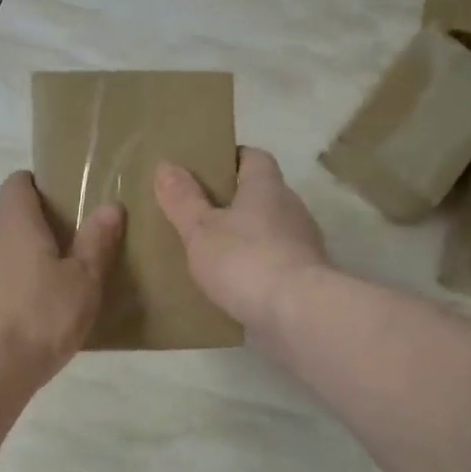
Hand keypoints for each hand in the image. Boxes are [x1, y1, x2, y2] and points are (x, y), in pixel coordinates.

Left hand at [0, 171, 123, 392]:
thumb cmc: (40, 320)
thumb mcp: (83, 283)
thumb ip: (96, 243)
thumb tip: (110, 205)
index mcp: (15, 226)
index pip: (16, 185)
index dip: (33, 184)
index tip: (53, 198)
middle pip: (9, 226)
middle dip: (34, 238)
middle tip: (65, 262)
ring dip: (17, 271)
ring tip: (45, 302)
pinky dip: (1, 299)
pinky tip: (20, 329)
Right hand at [154, 148, 328, 334]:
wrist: (297, 314)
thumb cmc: (245, 260)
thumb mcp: (201, 229)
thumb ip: (183, 199)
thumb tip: (166, 165)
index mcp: (267, 187)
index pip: (253, 157)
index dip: (229, 158)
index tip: (203, 169)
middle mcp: (291, 209)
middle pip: (261, 194)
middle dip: (232, 201)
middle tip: (197, 213)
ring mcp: (302, 245)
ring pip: (268, 230)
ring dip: (245, 237)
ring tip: (209, 251)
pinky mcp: (304, 278)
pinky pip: (274, 263)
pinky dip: (254, 267)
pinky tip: (231, 283)